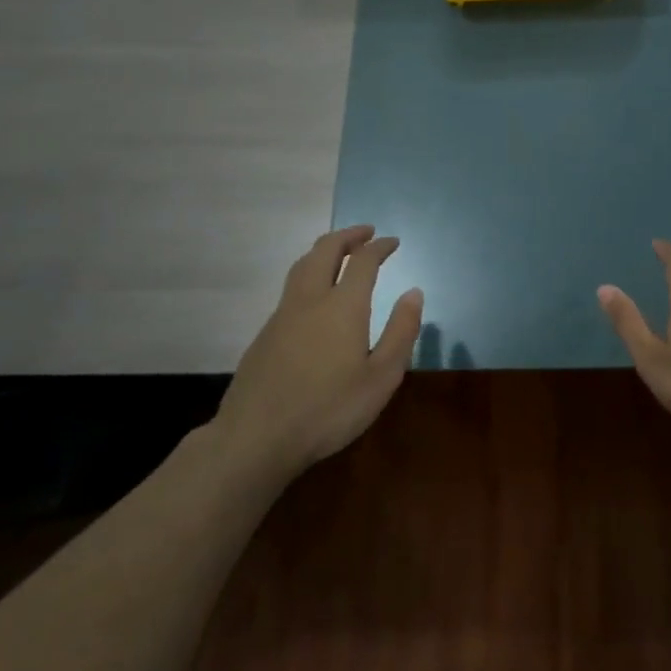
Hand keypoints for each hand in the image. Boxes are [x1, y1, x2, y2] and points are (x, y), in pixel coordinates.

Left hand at [216, 225, 423, 476]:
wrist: (256, 438)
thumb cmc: (329, 409)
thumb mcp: (381, 378)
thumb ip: (401, 331)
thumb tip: (414, 293)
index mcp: (342, 306)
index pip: (363, 261)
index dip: (380, 246)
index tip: (393, 242)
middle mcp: (310, 300)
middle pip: (325, 250)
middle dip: (347, 236)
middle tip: (366, 233)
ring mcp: (282, 315)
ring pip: (301, 266)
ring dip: (324, 251)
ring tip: (339, 253)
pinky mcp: (265, 334)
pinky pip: (291, 289)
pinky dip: (309, 274)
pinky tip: (315, 296)